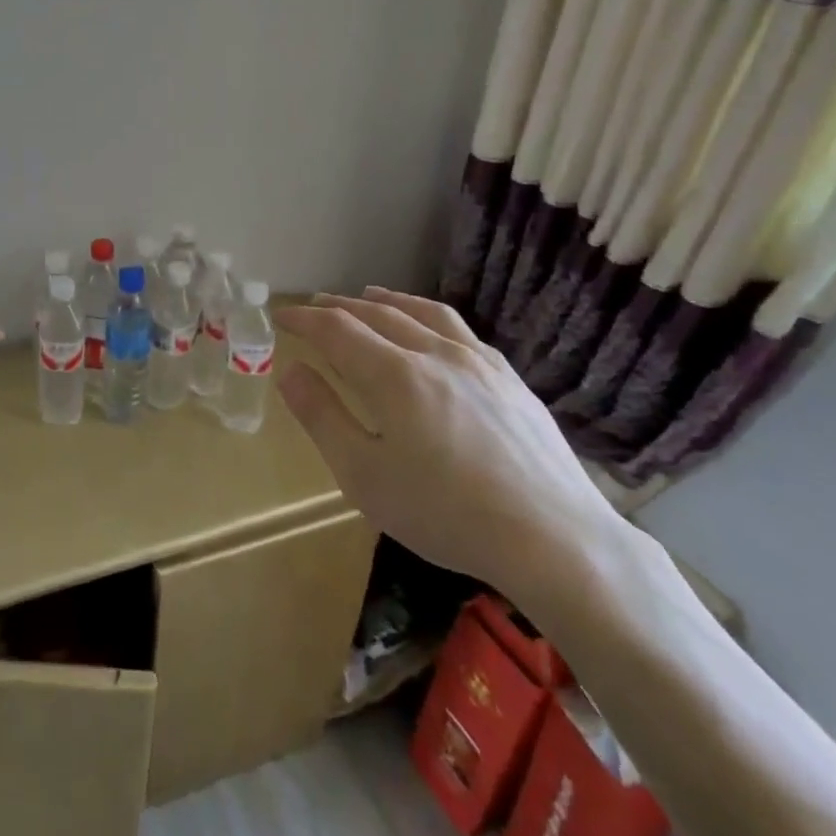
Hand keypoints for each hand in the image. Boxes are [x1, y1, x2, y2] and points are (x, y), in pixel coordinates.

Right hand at [275, 287, 625, 603]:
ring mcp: (479, 362)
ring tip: (368, 295)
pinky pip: (460, 330)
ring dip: (387, 300)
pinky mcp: (510, 379)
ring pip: (423, 312)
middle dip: (339, 306)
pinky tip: (432, 332)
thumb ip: (322, 417)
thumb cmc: (446, 513)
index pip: (336, 329)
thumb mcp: (364, 476)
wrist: (555, 540)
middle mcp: (434, 353)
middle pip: (377, 313)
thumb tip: (292, 371)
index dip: (304, 318)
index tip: (281, 316)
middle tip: (315, 306)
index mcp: (394, 374)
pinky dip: (429, 317)